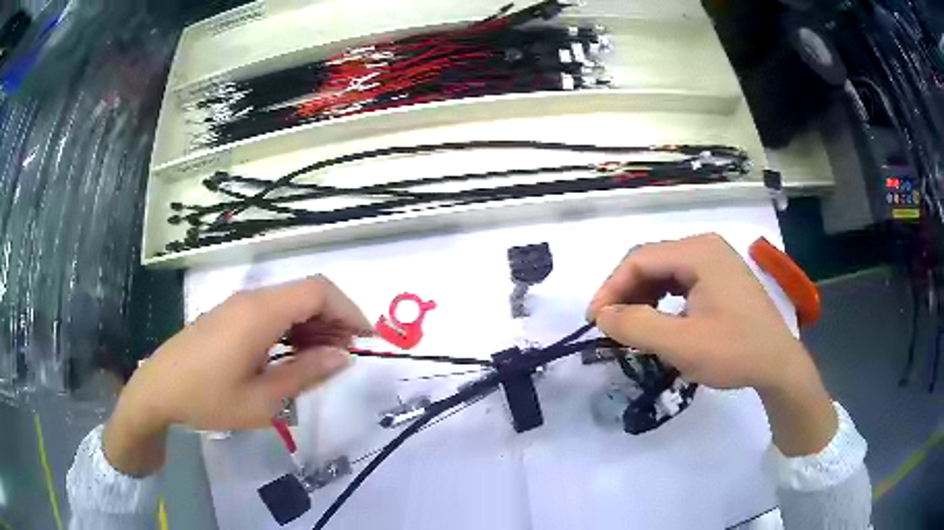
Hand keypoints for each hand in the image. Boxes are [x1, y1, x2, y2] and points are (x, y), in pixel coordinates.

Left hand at [104, 276, 369, 475]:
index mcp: (260, 314)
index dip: (349, 309)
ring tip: (323, 359)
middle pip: (305, 293)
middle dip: (334, 318)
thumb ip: (305, 374)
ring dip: (313, 324)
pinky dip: (291, 327)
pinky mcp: (228, 315)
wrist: (158, 390)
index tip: (366, 338)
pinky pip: (269, 311)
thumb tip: (343, 356)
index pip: (318, 291)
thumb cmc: (208, 398)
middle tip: (346, 355)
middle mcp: (251, 299)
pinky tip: (291, 354)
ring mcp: (237, 304)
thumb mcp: (262, 399)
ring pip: (288, 301)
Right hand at [586, 233, 836, 455]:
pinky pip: (681, 282)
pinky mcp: (721, 278)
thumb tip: (602, 315)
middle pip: (652, 262)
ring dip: (642, 297)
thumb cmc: (734, 351)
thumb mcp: (681, 343)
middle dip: (626, 293)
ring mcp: (716, 261)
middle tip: (610, 326)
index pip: (639, 259)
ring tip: (632, 326)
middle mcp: (706, 247)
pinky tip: (660, 321)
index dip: (610, 288)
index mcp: (698, 252)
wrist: (778, 365)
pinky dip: (662, 301)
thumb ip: (636, 326)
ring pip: (665, 272)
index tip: (595, 322)